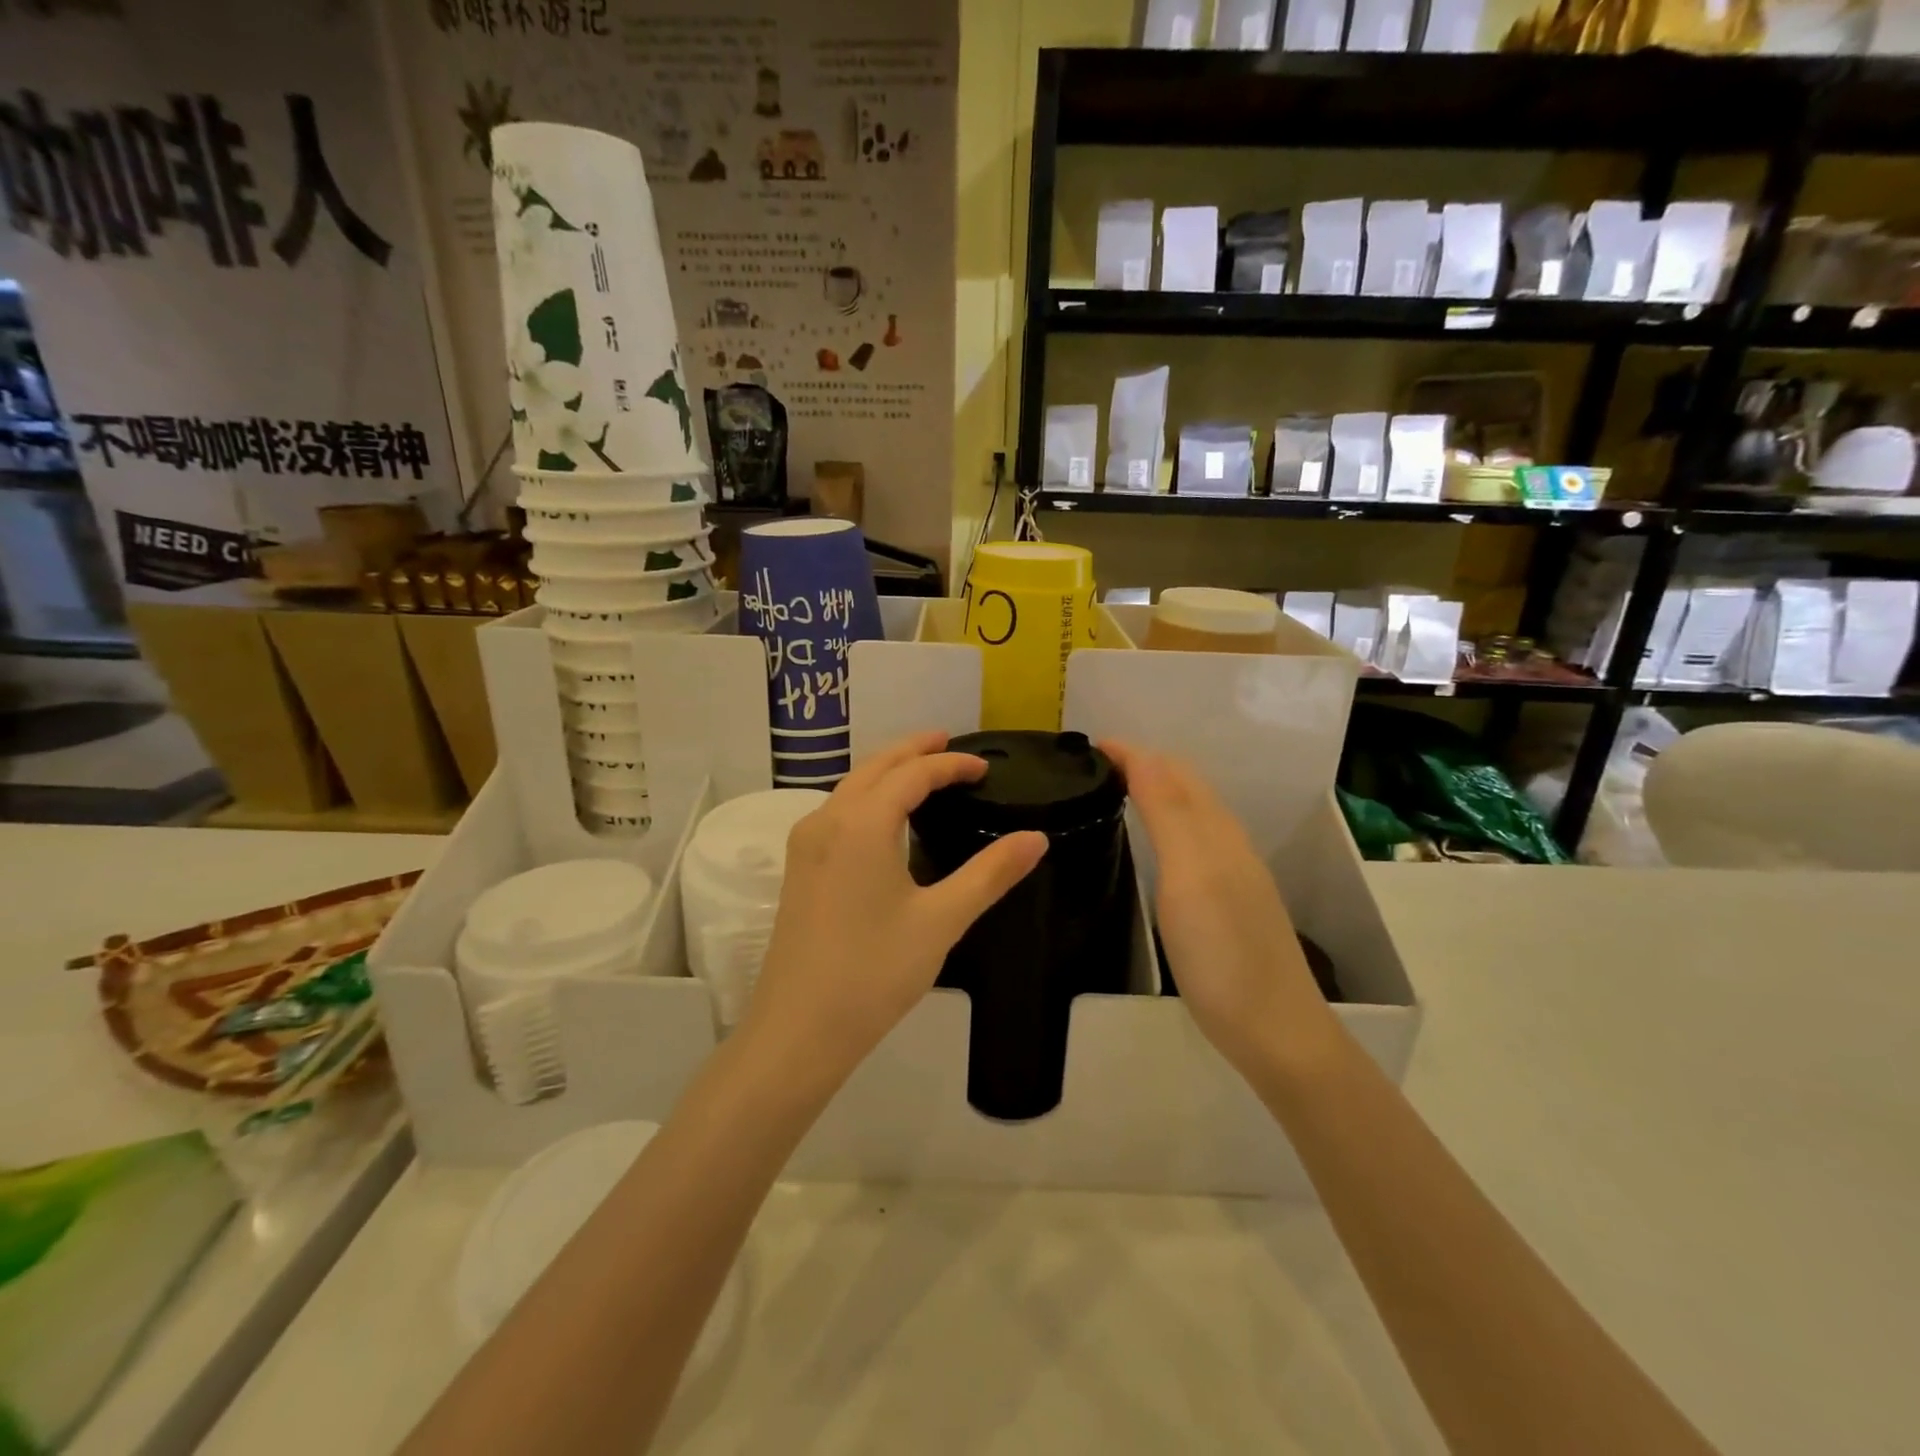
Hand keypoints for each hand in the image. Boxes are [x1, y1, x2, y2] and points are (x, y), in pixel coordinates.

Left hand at [740, 732, 1047, 1087]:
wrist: (798, 1030)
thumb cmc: (874, 973)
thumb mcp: (941, 921)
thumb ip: (990, 874)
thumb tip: (1036, 839)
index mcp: (861, 824)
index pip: (912, 774)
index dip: (950, 765)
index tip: (984, 767)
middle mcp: (826, 820)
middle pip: (874, 768)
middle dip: (913, 750)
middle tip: (949, 742)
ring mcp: (805, 844)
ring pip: (850, 787)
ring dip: (887, 771)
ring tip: (922, 770)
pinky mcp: (798, 868)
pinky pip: (837, 811)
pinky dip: (868, 796)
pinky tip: (885, 817)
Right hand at [1101, 740, 1335, 1076]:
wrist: (1274, 1030)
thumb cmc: (1222, 952)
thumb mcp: (1190, 876)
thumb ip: (1168, 813)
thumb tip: (1142, 754)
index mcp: (1215, 830)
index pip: (1170, 771)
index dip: (1131, 753)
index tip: (1086, 747)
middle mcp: (1227, 843)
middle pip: (1185, 785)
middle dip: (1143, 764)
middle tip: (1094, 767)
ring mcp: (1231, 874)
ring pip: (1191, 812)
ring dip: (1155, 790)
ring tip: (1114, 793)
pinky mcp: (1228, 902)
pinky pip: (1193, 841)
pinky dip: (1165, 823)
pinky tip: (1152, 844)